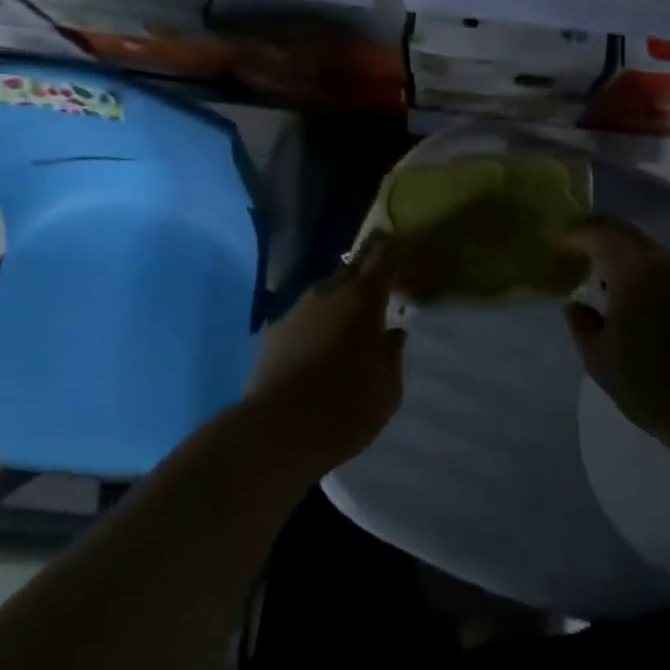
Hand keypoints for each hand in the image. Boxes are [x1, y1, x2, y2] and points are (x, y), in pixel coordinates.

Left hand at [244, 234, 406, 475]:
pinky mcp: (274, 331)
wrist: (279, 429)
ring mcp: (297, 310)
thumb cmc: (347, 408)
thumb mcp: (388, 389)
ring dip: (338, 295)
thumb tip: (392, 334)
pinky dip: (315, 321)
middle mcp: (329, 294)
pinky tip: (317, 342)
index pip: (382, 260)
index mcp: (364, 300)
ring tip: (347, 313)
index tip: (395, 240)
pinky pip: (303, 316)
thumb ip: (392, 355)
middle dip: (366, 263)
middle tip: (377, 266)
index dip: (391, 250)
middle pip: (351, 267)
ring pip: (324, 291)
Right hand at [561, 217, 669, 454]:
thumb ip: (582, 326)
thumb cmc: (656, 384)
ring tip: (596, 277)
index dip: (573, 235)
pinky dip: (635, 266)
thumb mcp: (601, 361)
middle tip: (572, 255)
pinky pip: (658, 263)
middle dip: (595, 235)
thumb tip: (577, 306)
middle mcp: (661, 260)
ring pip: (643, 246)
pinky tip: (625, 295)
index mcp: (634, 269)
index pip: (598, 231)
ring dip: (617, 251)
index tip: (556, 248)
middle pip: (623, 230)